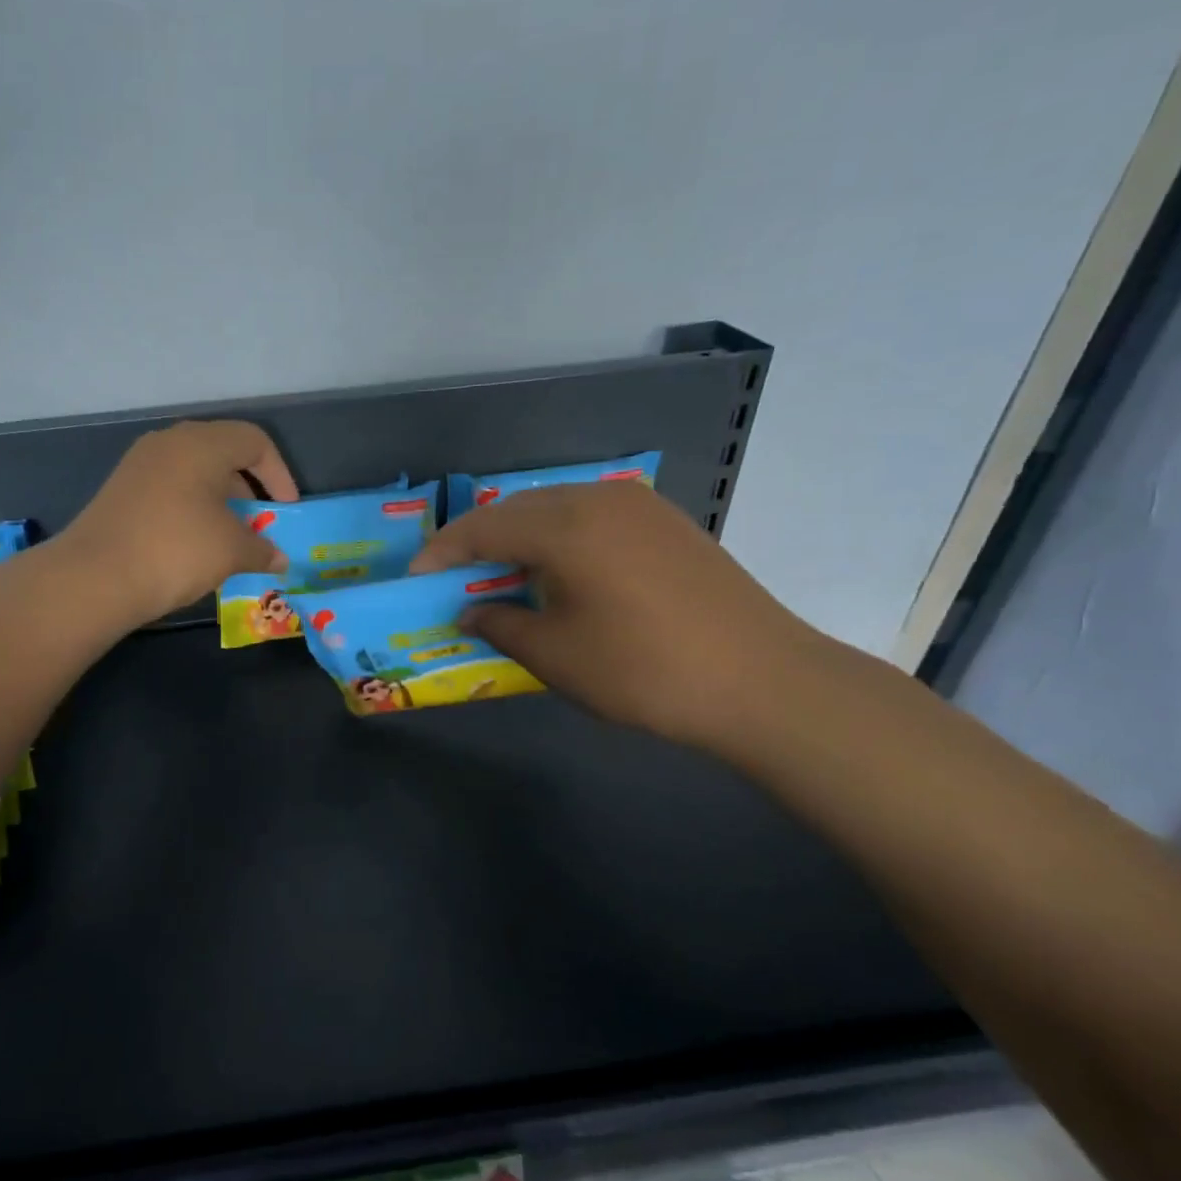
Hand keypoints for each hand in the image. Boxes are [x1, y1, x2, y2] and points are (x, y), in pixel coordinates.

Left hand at [62, 420, 298, 623]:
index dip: (279, 474)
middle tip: (259, 522)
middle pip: (223, 452)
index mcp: (202, 444)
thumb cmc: (176, 550)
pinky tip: (194, 542)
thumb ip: (262, 549)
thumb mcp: (231, 551)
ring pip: (194, 471)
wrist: (95, 576)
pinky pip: (170, 488)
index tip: (285, 510)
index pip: (255, 441)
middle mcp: (170, 443)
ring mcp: (140, 465)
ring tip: (230, 536)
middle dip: (249, 487)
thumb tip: (279, 559)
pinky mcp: (122, 489)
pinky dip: (192, 507)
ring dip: (220, 500)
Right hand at [410, 480, 823, 753]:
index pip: (483, 528)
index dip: (442, 552)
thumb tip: (471, 611)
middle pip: (517, 510)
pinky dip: (560, 537)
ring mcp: (638, 506)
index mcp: (565, 527)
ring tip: (504, 577)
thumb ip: (502, 625)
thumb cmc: (645, 671)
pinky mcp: (666, 522)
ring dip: (520, 537)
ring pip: (555, 507)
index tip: (417, 579)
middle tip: (455, 579)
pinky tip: (561, 572)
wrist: (763, 680)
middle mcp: (598, 499)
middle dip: (478, 541)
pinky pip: (591, 516)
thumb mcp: (557, 656)